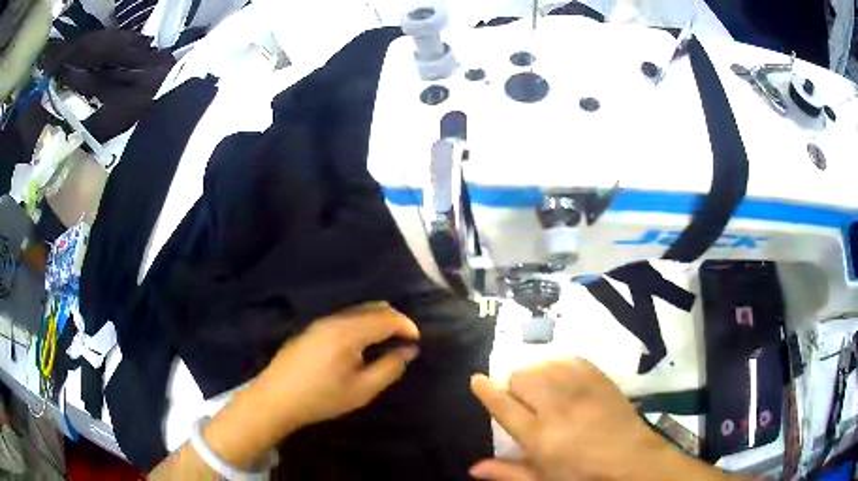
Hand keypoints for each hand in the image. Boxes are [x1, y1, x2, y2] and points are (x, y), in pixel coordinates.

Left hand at [250, 303, 419, 433]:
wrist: (276, 398)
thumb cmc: (321, 398)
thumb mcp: (362, 390)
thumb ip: (389, 368)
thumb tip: (408, 350)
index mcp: (348, 332)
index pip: (387, 318)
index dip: (406, 326)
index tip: (416, 342)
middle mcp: (335, 320)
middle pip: (373, 308)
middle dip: (394, 321)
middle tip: (403, 343)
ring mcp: (321, 322)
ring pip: (358, 311)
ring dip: (377, 322)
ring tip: (385, 344)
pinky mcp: (312, 328)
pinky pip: (345, 318)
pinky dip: (361, 324)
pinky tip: (359, 345)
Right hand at [469, 359, 730, 480]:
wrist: (632, 460)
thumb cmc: (583, 476)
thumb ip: (507, 473)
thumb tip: (473, 468)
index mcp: (539, 436)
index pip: (503, 405)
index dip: (485, 390)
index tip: (476, 380)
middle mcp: (557, 406)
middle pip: (522, 377)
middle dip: (515, 386)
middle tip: (524, 403)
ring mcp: (581, 388)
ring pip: (544, 364)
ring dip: (537, 375)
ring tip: (545, 393)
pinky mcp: (599, 378)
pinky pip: (570, 359)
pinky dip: (560, 366)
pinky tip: (565, 381)